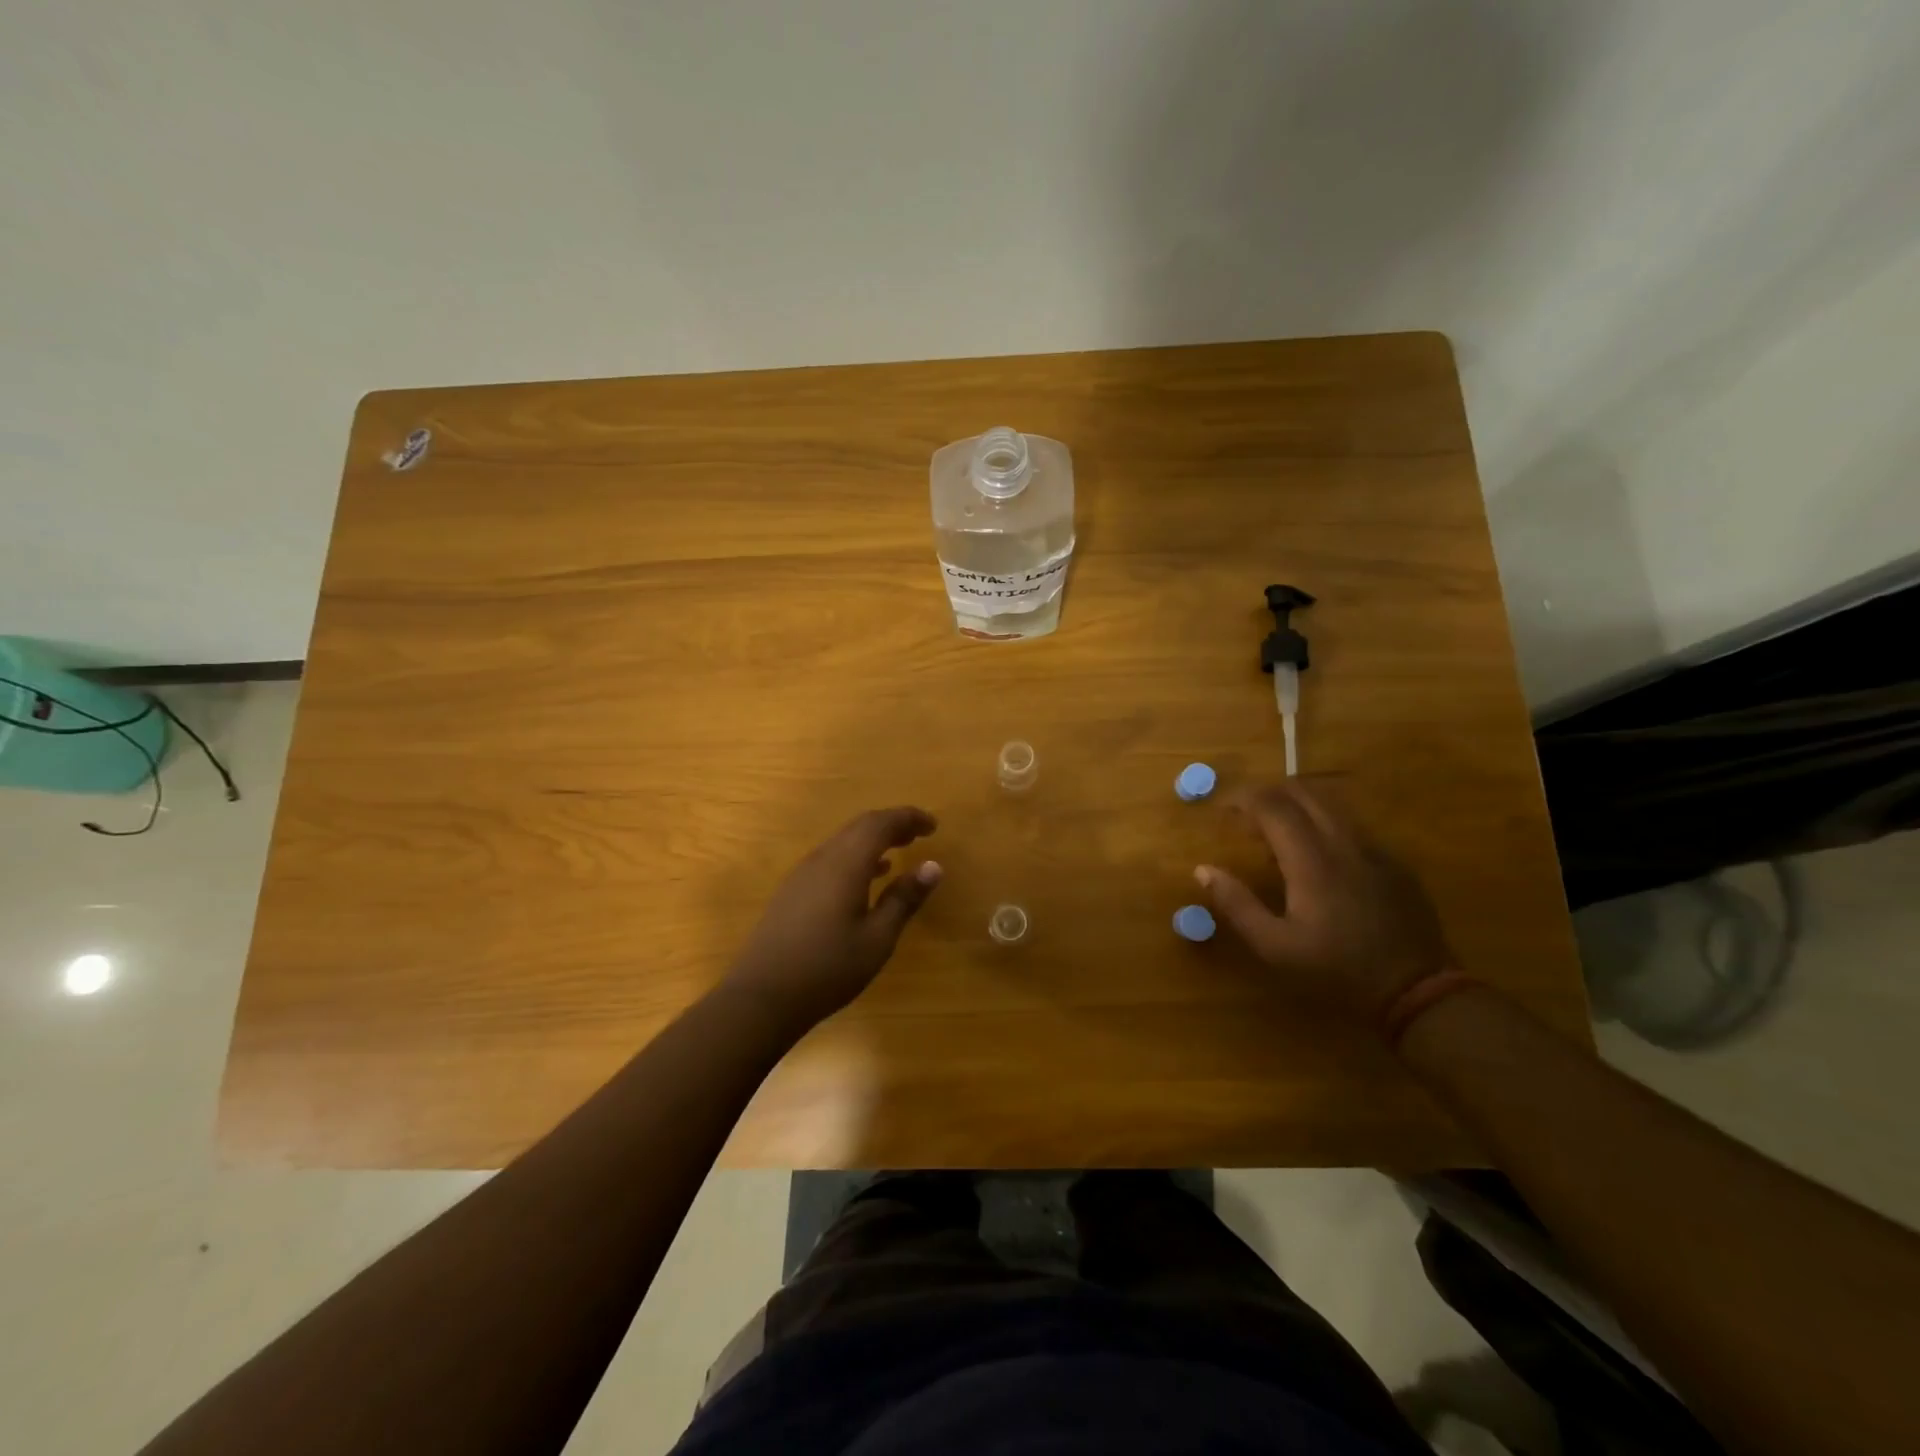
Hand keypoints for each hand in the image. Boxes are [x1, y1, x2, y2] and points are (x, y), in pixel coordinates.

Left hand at [720, 807, 942, 1032]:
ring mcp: (803, 874)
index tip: (933, 825)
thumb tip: (933, 865)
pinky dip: (855, 857)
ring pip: (843, 841)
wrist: (762, 997)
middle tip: (919, 835)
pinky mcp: (793, 891)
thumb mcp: (877, 938)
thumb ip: (904, 899)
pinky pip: (831, 858)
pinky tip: (867, 879)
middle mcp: (823, 859)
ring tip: (899, 852)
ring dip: (872, 840)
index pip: (880, 824)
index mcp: (846, 864)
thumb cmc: (828, 968)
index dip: (908, 818)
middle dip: (892, 825)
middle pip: (860, 826)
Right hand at [1196, 782, 1453, 1027]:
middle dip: (1270, 794)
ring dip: (1298, 806)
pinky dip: (1325, 825)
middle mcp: (1343, 842)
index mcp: (1311, 860)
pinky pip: (1353, 826)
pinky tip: (1319, 856)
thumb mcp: (1276, 947)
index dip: (1244, 799)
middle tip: (1248, 815)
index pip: (1273, 806)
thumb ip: (1237, 904)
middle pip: (1304, 792)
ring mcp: (1374, 849)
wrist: (1417, 992)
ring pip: (1332, 804)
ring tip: (1279, 832)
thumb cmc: (1336, 970)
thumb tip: (1204, 870)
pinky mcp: (1394, 862)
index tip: (1225, 809)